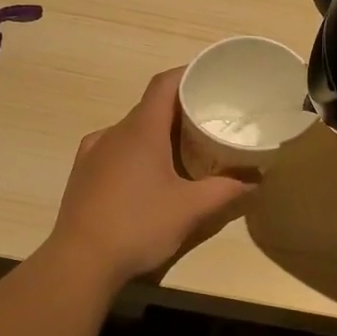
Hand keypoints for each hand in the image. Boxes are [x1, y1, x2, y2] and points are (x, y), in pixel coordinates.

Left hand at [48, 68, 256, 280]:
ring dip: (155, 132)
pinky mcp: (82, 173)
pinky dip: (134, 151)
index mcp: (141, 130)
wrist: (80, 261)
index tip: (210, 79)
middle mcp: (114, 132)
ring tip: (181, 150)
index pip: (164, 84)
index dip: (187, 74)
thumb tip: (255, 180)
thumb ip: (226, 190)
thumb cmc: (139, 225)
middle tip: (207, 121)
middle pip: (149, 106)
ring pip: (130, 129)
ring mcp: (93, 152)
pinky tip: (145, 174)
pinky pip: (113, 148)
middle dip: (178, 109)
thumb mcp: (190, 209)